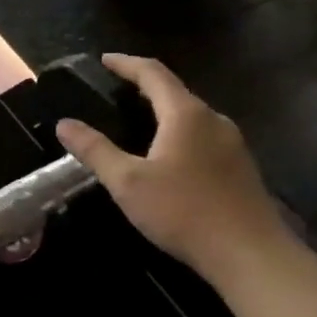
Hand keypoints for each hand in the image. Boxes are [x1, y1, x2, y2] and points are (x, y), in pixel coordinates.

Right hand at [55, 55, 287, 282]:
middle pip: (175, 92)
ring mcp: (232, 144)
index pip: (153, 73)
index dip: (126, 63)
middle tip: (115, 93)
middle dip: (144, 87)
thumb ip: (96, 150)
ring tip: (137, 124)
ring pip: (191, 117)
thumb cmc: (184, 212)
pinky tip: (169, 159)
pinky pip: (204, 138)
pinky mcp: (241, 168)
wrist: (251, 256)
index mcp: (185, 114)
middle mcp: (213, 119)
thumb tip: (65, 124)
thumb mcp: (128, 183)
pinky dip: (180, 135)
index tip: (104, 60)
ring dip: (164, 113)